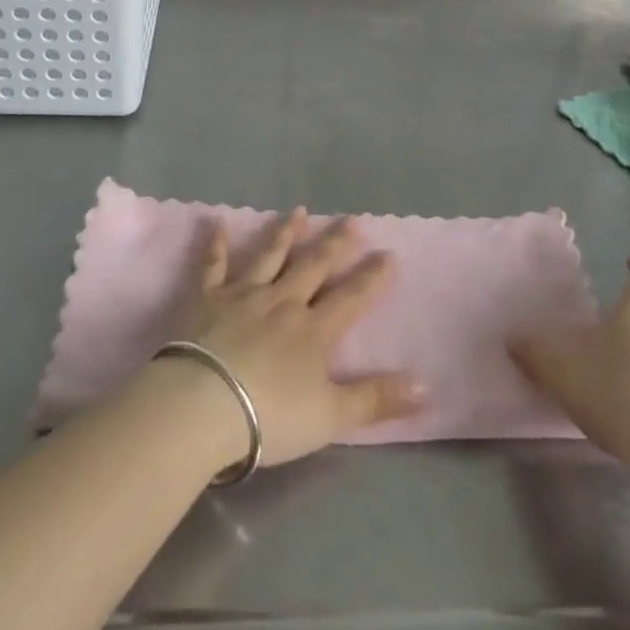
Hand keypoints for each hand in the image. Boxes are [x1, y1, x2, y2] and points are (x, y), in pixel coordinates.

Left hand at [173, 208, 422, 469]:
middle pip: (314, 266)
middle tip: (351, 220)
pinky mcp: (206, 298)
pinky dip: (216, 244)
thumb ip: (376, 399)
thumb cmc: (269, 417)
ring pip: (269, 256)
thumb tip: (426, 387)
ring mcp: (243, 295)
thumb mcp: (331, 416)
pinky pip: (213, 265)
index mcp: (314, 330)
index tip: (388, 254)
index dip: (372, 278)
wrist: (202, 407)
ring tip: (300, 212)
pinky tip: (216, 222)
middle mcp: (282, 302)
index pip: (351, 298)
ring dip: (286, 233)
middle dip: (335, 244)